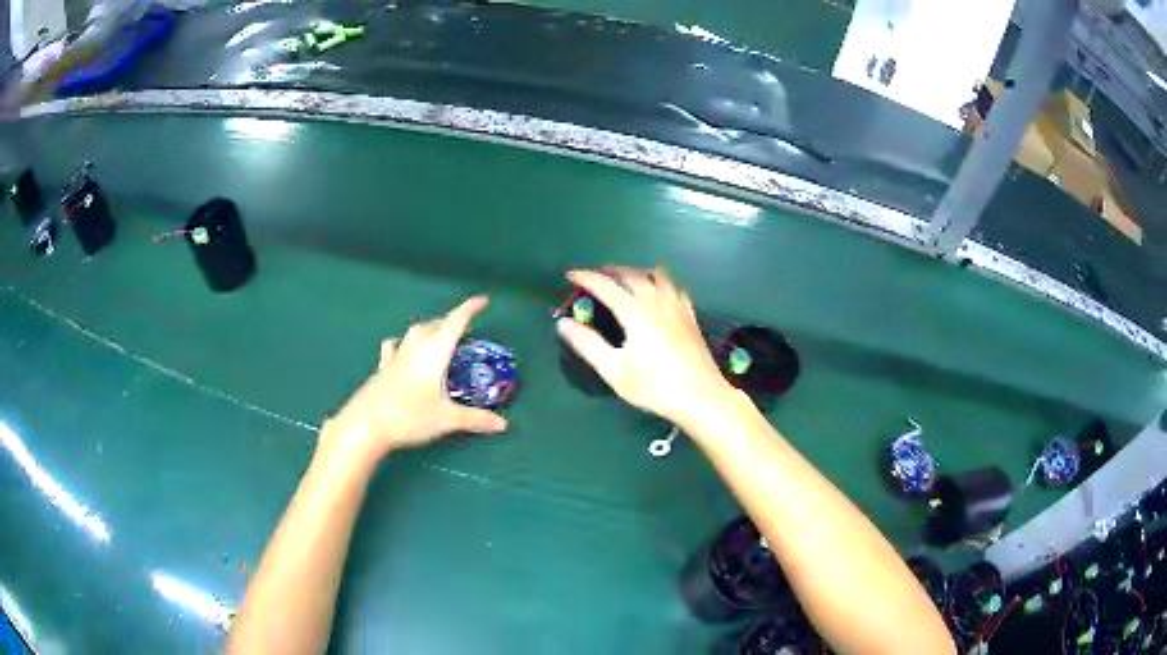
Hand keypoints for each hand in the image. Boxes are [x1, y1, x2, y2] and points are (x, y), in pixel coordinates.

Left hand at [322, 296, 507, 463]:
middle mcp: (414, 348)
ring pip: (413, 333)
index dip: (470, 309)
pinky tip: (401, 353)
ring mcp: (395, 357)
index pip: (455, 322)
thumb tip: (503, 424)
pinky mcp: (381, 369)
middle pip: (434, 324)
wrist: (365, 424)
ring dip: (428, 330)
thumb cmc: (409, 416)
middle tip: (464, 330)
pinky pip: (394, 348)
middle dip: (450, 322)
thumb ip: (475, 419)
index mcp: (434, 352)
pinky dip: (403, 345)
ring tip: (436, 338)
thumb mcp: (446, 419)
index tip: (483, 300)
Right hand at [556, 267, 734, 425]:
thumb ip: (588, 344)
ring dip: (636, 271)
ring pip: (655, 275)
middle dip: (610, 271)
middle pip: (631, 274)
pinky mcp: (690, 315)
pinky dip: (659, 281)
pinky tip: (658, 292)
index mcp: (635, 311)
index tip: (570, 275)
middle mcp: (656, 300)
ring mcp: (676, 305)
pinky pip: (673, 286)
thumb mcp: (614, 370)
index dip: (586, 277)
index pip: (605, 285)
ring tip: (624, 279)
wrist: (700, 396)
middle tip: (594, 276)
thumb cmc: (654, 386)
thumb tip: (564, 323)